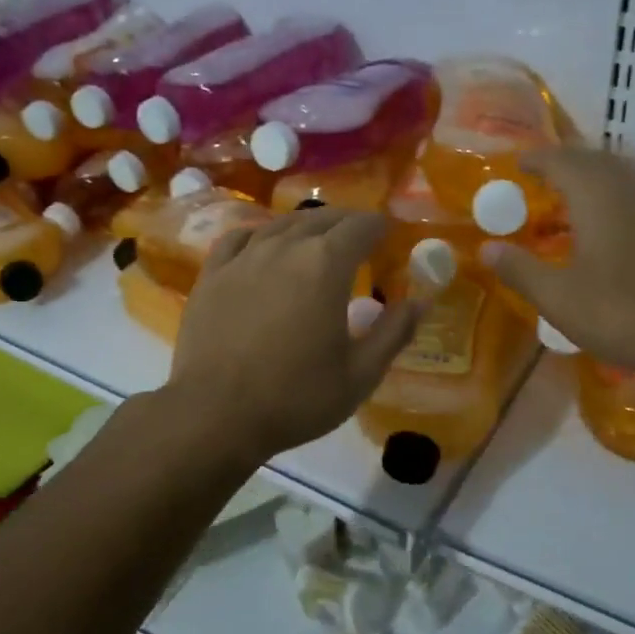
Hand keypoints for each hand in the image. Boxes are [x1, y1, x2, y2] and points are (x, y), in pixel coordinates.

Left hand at [166, 208, 421, 461]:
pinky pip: (241, 238)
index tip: (389, 236)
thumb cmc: (296, 397)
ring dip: (307, 227)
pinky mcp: (213, 274)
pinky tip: (265, 247)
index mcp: (326, 264)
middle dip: (347, 223)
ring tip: (318, 240)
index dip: (380, 227)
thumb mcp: (360, 374)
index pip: (361, 226)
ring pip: (282, 224)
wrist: (216, 414)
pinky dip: (262, 236)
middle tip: (360, 239)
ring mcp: (244, 257)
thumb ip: (394, 332)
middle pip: (323, 219)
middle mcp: (285, 246)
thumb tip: (421, 302)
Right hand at [484, 148, 634, 382]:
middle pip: (593, 160)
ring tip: (572, 200)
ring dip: (593, 179)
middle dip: (563, 165)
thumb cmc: (628, 312)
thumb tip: (486, 248)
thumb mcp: (561, 299)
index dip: (534, 160)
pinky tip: (611, 229)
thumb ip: (521, 270)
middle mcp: (632, 187)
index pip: (559, 160)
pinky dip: (616, 198)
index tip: (514, 166)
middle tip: (538, 182)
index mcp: (598, 194)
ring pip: (622, 175)